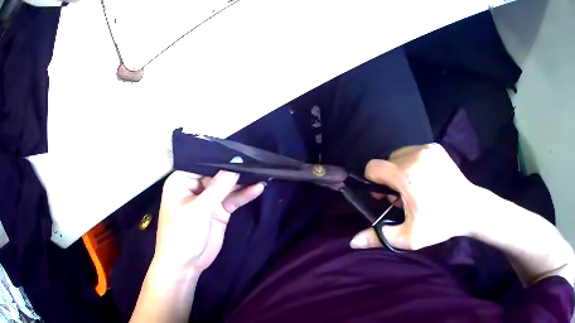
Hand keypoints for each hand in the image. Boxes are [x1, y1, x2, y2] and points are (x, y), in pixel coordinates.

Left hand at [154, 168, 264, 273]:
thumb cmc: (182, 232)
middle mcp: (195, 187)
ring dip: (243, 182)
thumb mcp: (199, 208)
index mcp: (182, 180)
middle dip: (235, 170)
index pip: (203, 163)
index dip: (221, 158)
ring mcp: (208, 200)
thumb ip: (219, 186)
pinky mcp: (218, 212)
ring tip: (263, 172)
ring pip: (227, 187)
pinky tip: (258, 188)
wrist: (185, 264)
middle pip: (217, 174)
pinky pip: (232, 200)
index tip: (242, 152)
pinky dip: (244, 195)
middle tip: (257, 160)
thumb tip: (236, 165)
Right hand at [350, 143, 479, 249]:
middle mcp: (415, 155)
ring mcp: (427, 149)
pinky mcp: (436, 147)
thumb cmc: (440, 224)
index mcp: (406, 175)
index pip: (373, 167)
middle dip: (389, 178)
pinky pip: (413, 151)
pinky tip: (426, 178)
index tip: (386, 197)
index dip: (374, 183)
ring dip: (400, 169)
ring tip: (416, 187)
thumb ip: (379, 237)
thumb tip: (353, 242)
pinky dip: (413, 163)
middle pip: (386, 162)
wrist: (470, 208)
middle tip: (405, 197)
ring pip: (399, 155)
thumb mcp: (409, 237)